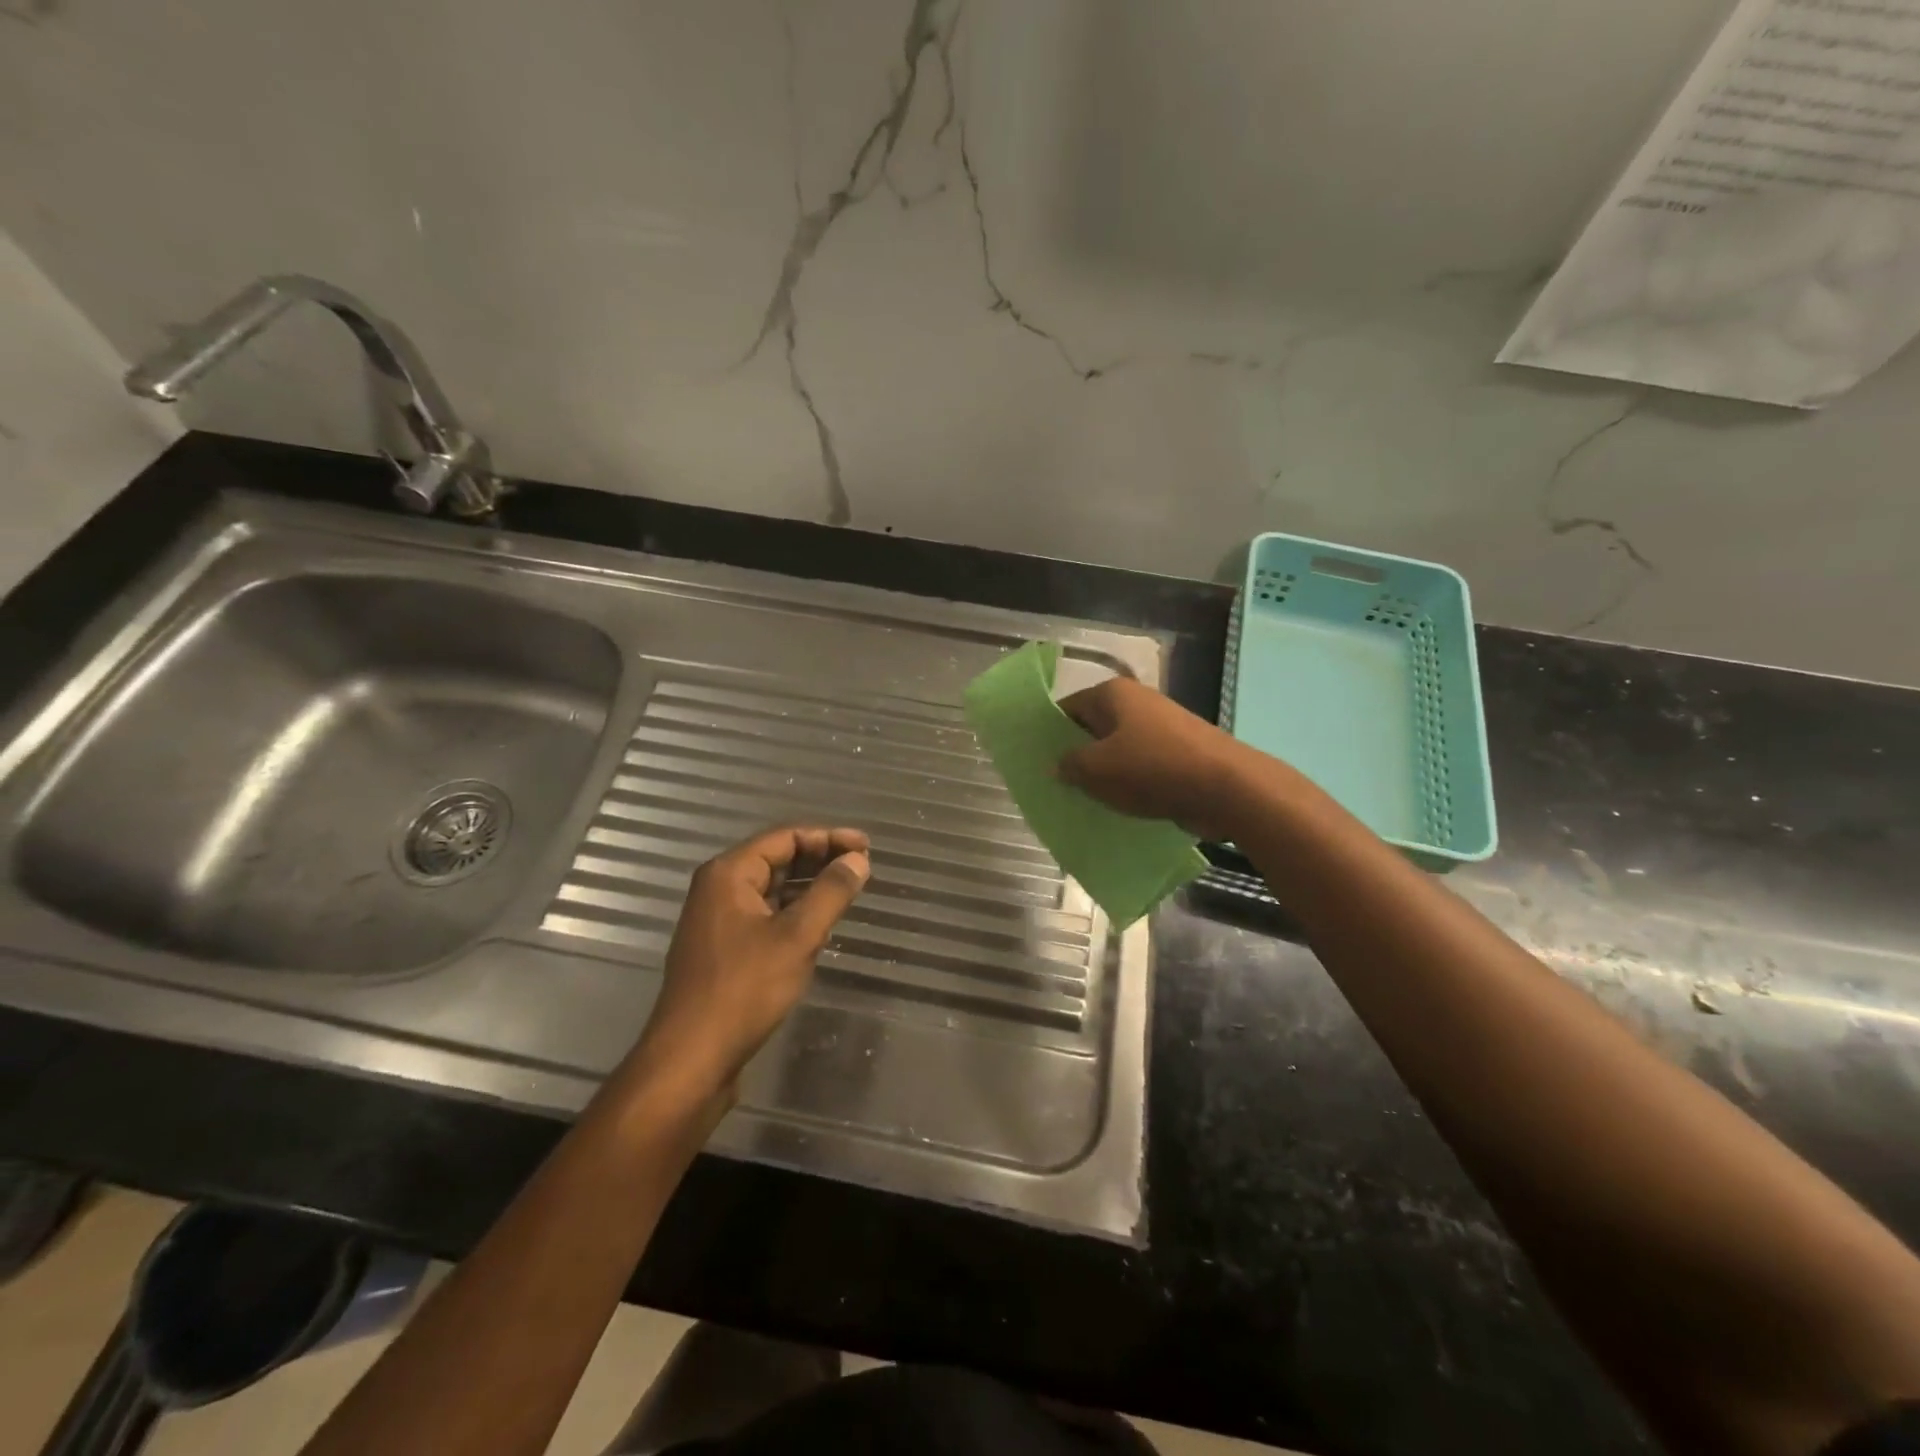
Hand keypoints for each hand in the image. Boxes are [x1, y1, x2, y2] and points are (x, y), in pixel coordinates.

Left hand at [637, 825, 870, 1100]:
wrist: (691, 1058)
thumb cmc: (744, 990)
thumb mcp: (797, 937)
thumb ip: (831, 892)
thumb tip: (858, 859)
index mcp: (729, 873)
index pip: (785, 837)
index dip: (829, 837)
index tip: (866, 847)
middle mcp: (718, 888)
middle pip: (776, 858)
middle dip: (820, 859)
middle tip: (861, 866)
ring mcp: (717, 920)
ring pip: (771, 889)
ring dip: (809, 886)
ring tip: (848, 891)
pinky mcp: (723, 949)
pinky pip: (764, 915)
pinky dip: (793, 912)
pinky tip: (819, 924)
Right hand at [1056, 677, 1250, 841]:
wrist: (1226, 787)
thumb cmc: (1153, 768)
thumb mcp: (1097, 769)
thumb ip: (1069, 765)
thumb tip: (1056, 765)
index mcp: (1113, 694)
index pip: (1067, 708)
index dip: (1049, 733)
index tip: (1036, 760)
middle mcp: (1137, 702)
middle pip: (1093, 728)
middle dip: (1076, 755)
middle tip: (1055, 784)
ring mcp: (1161, 727)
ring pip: (1118, 750)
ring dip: (1102, 773)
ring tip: (1082, 800)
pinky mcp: (1179, 753)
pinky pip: (1142, 766)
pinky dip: (1128, 783)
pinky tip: (1117, 806)